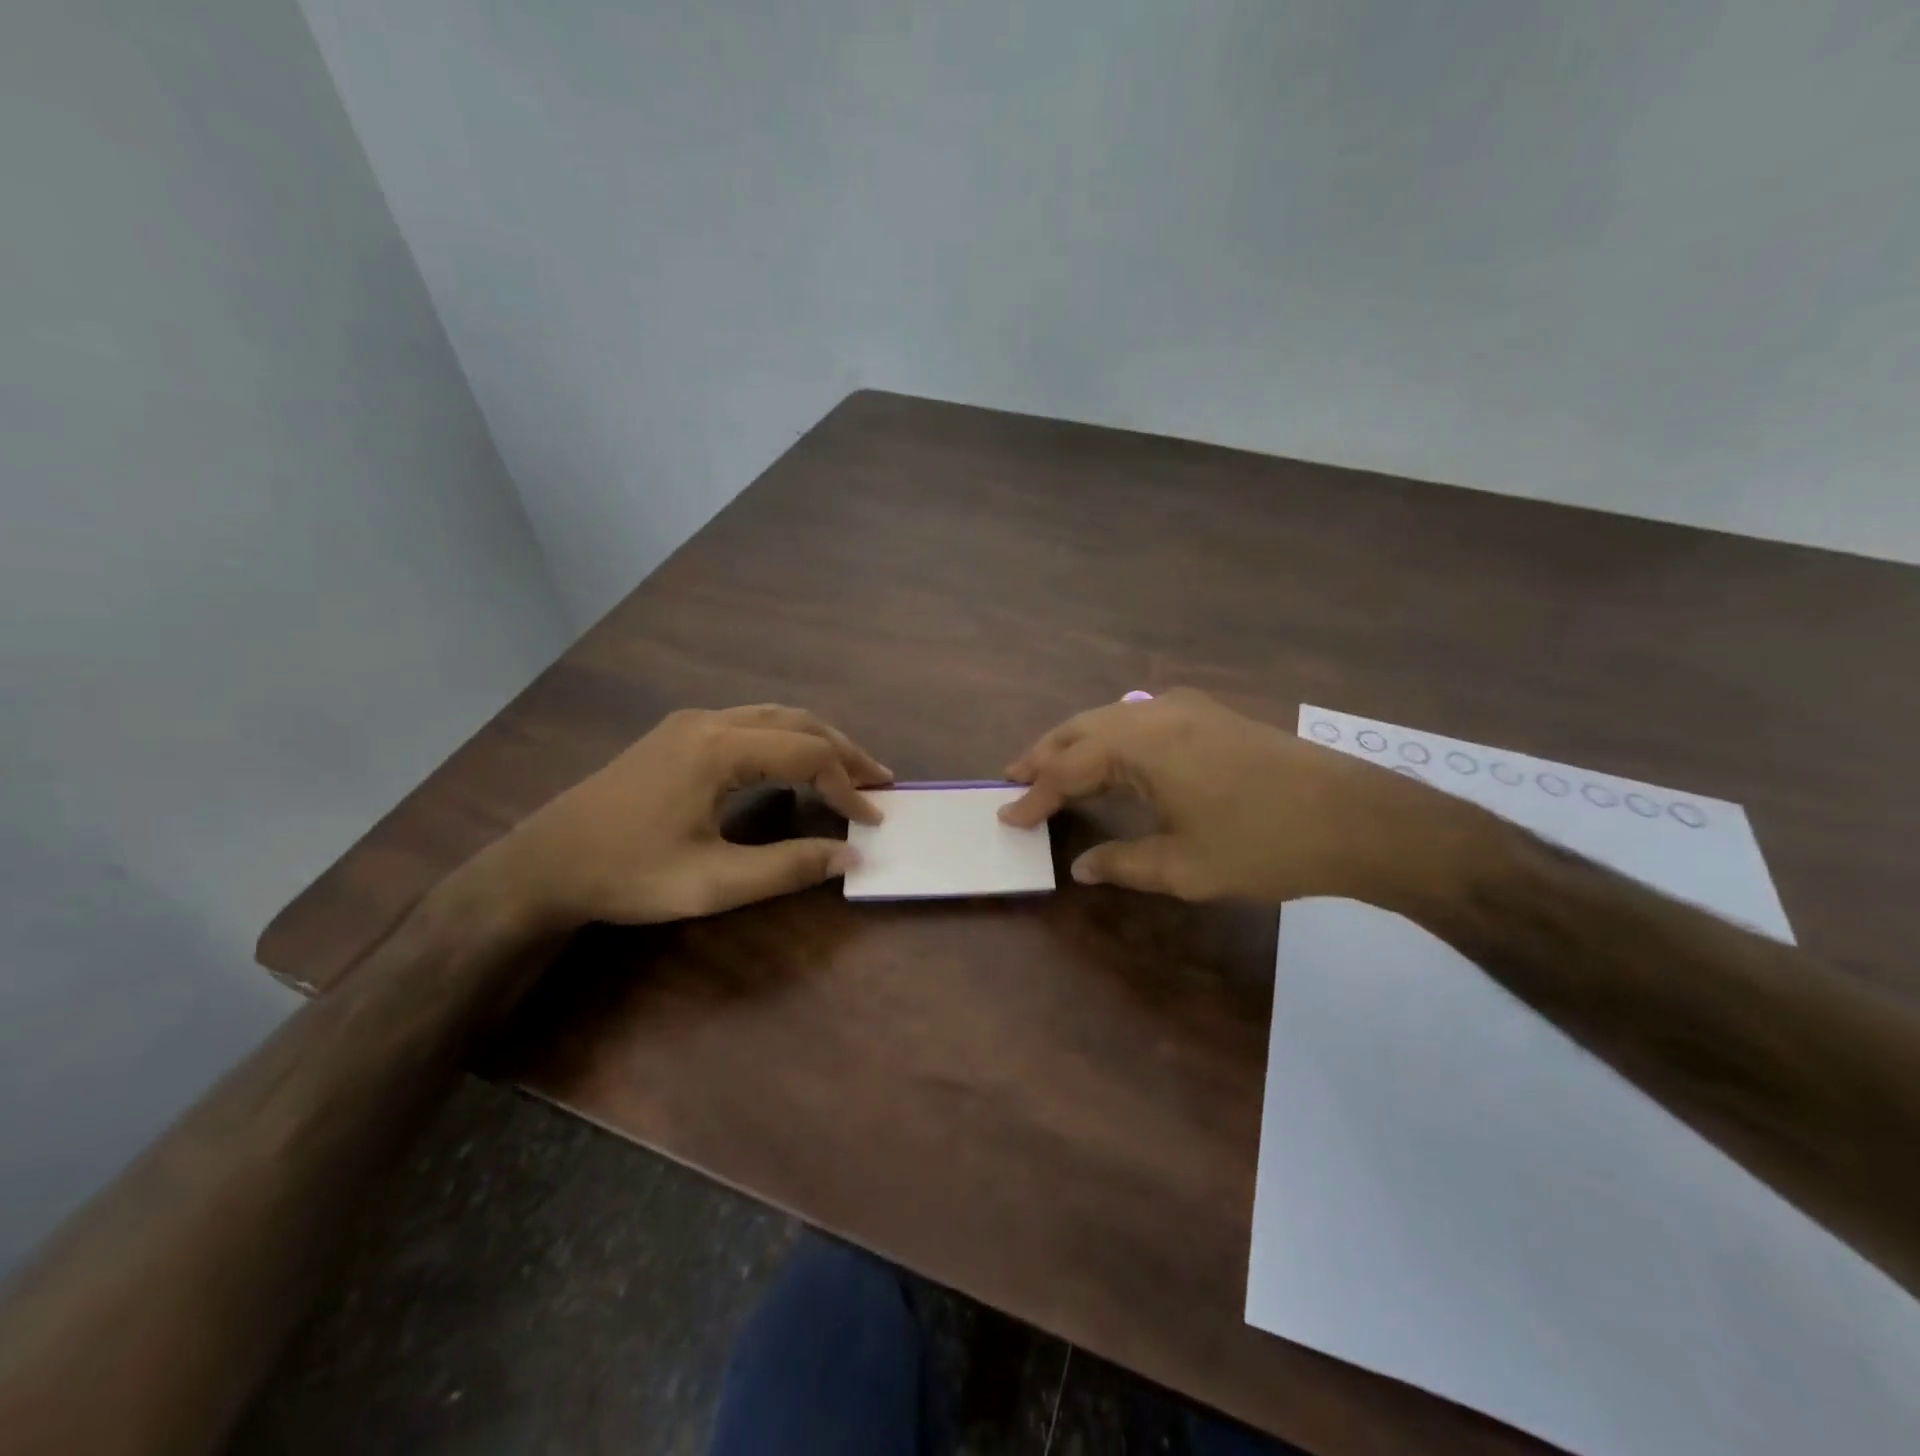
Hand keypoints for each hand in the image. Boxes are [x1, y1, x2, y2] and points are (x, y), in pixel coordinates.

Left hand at [500, 705, 890, 925]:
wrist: (543, 864)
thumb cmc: (627, 874)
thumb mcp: (712, 883)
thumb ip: (786, 868)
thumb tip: (850, 856)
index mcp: (719, 749)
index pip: (808, 754)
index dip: (847, 787)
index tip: (872, 821)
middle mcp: (709, 722)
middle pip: (797, 722)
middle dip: (844, 751)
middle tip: (879, 782)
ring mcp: (689, 724)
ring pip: (774, 717)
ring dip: (817, 740)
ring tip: (849, 770)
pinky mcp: (676, 735)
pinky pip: (750, 723)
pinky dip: (787, 740)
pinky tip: (795, 763)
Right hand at [999, 688, 1442, 903]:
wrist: (1356, 817)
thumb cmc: (1264, 844)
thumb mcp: (1185, 866)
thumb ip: (1123, 863)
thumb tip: (1081, 867)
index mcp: (1140, 744)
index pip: (1068, 768)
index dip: (1035, 796)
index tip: (1008, 817)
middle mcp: (1155, 712)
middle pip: (1081, 728)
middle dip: (1045, 754)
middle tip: (1015, 778)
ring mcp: (1187, 707)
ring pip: (1111, 718)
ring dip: (1077, 742)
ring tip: (1052, 767)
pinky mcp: (1211, 714)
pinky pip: (1140, 718)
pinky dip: (1112, 737)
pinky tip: (1114, 755)